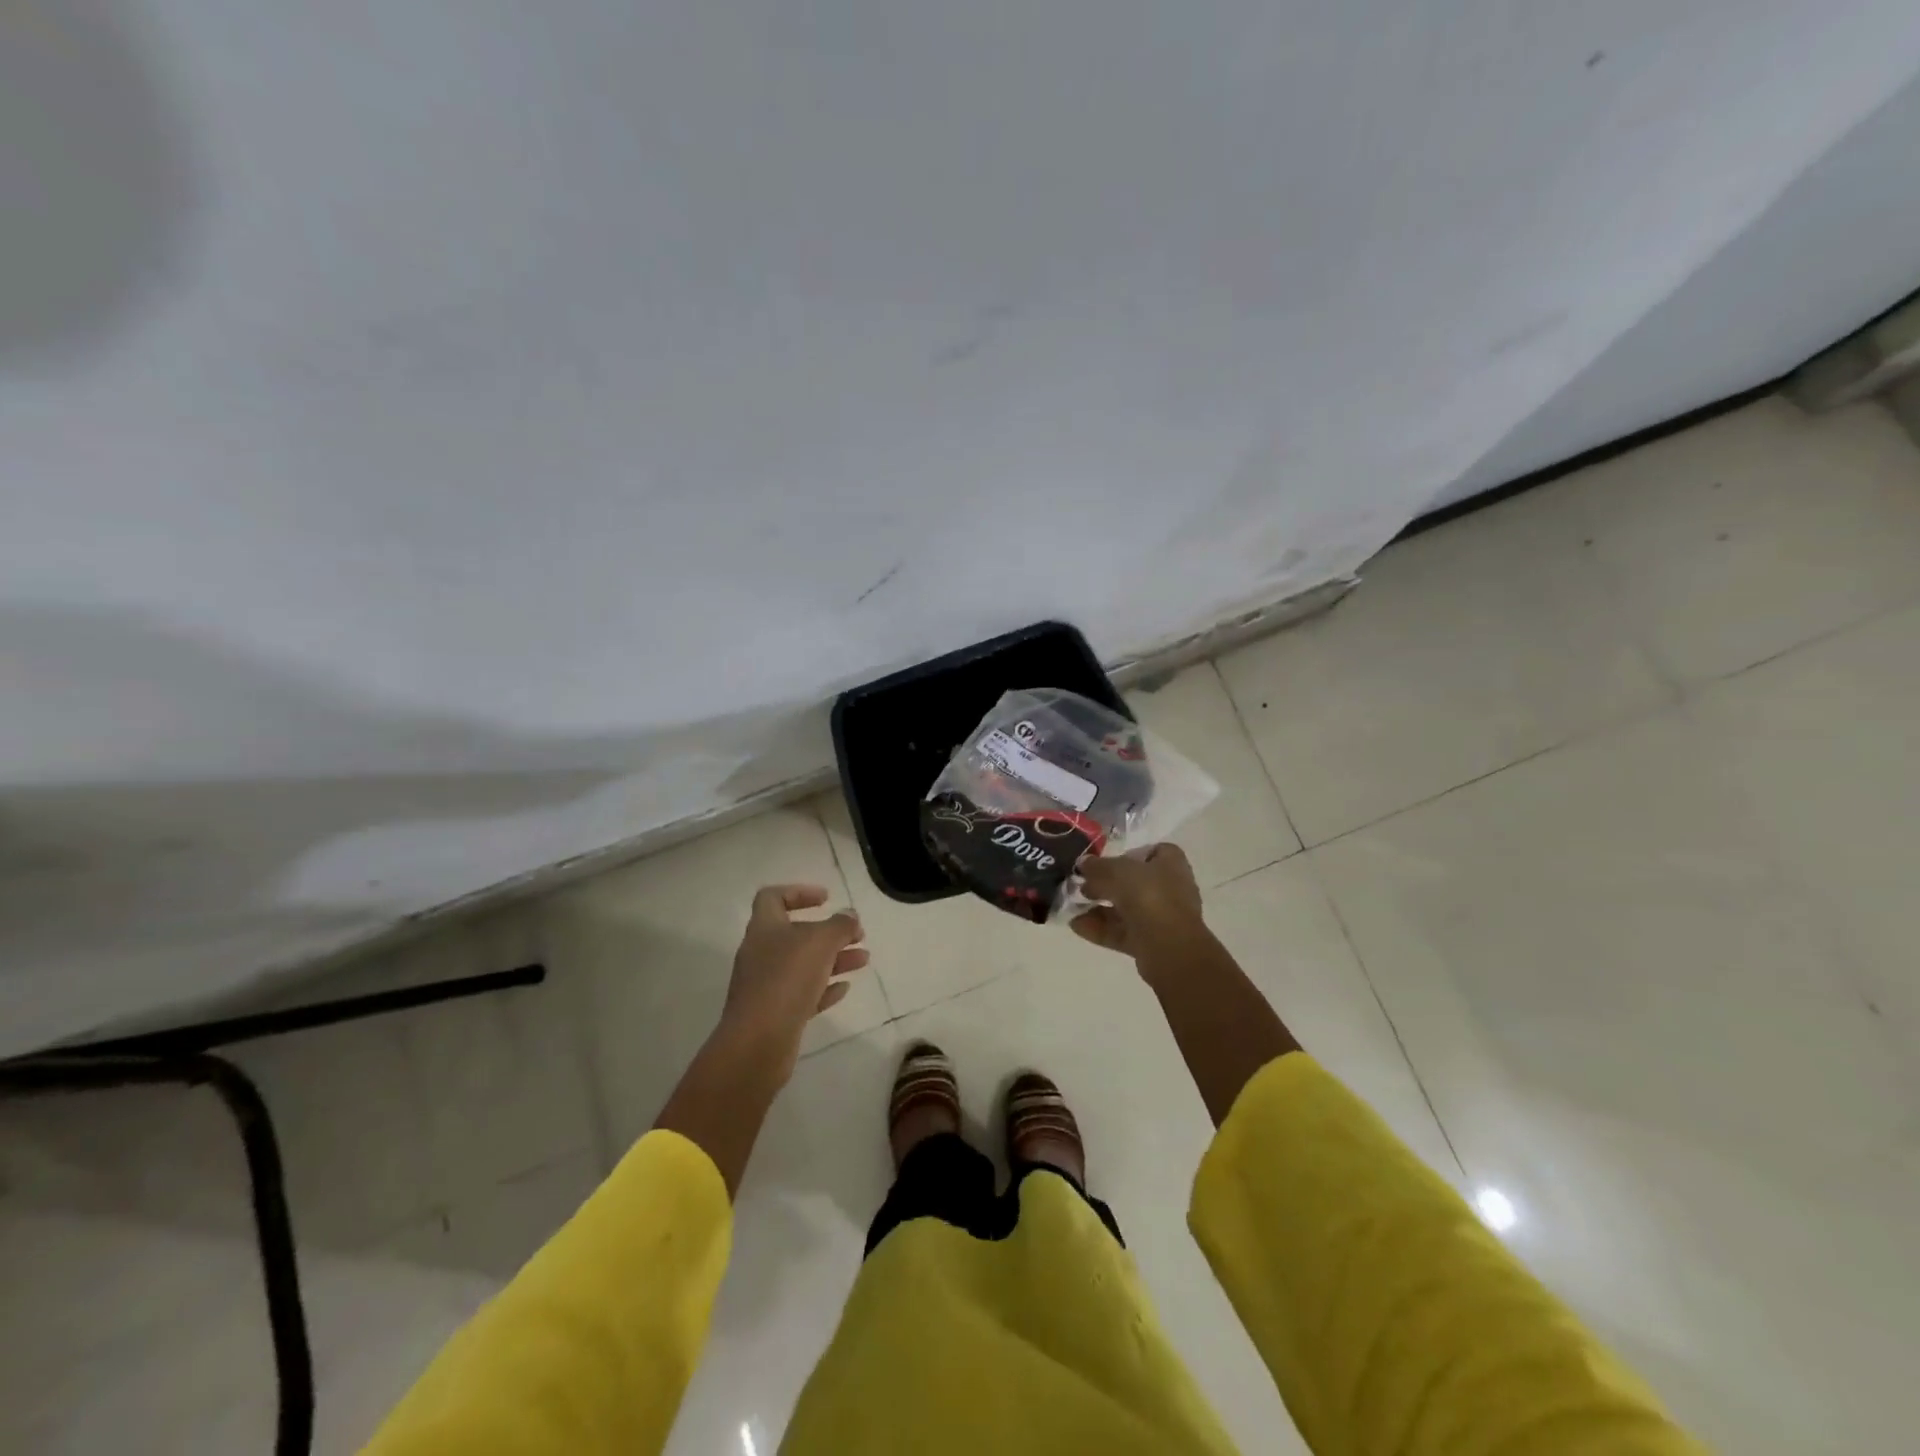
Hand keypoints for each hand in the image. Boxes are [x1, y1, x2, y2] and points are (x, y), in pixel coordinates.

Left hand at [719, 885, 867, 1081]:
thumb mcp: (821, 942)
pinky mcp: (774, 1013)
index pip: (773, 898)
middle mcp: (761, 953)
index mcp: (765, 928)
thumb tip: (849, 916)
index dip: (799, 892)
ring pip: (803, 964)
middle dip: (829, 932)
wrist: (758, 1042)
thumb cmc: (787, 979)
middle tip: (857, 934)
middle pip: (795, 933)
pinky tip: (844, 988)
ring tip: (864, 960)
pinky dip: (824, 987)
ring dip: (834, 959)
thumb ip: (840, 925)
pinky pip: (802, 993)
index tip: (827, 899)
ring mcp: (765, 985)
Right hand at [1071, 843, 1205, 966]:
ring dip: (1099, 907)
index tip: (1107, 859)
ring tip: (1073, 905)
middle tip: (1082, 884)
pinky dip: (1100, 928)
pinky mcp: (1150, 943)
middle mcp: (1170, 889)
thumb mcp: (1117, 871)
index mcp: (1171, 865)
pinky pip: (1122, 931)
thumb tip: (1083, 863)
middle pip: (1134, 882)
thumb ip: (1098, 866)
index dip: (1130, 854)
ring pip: (1126, 909)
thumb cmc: (1149, 896)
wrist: (1169, 948)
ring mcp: (1161, 918)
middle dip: (1106, 883)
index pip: (1154, 852)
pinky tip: (1076, 925)